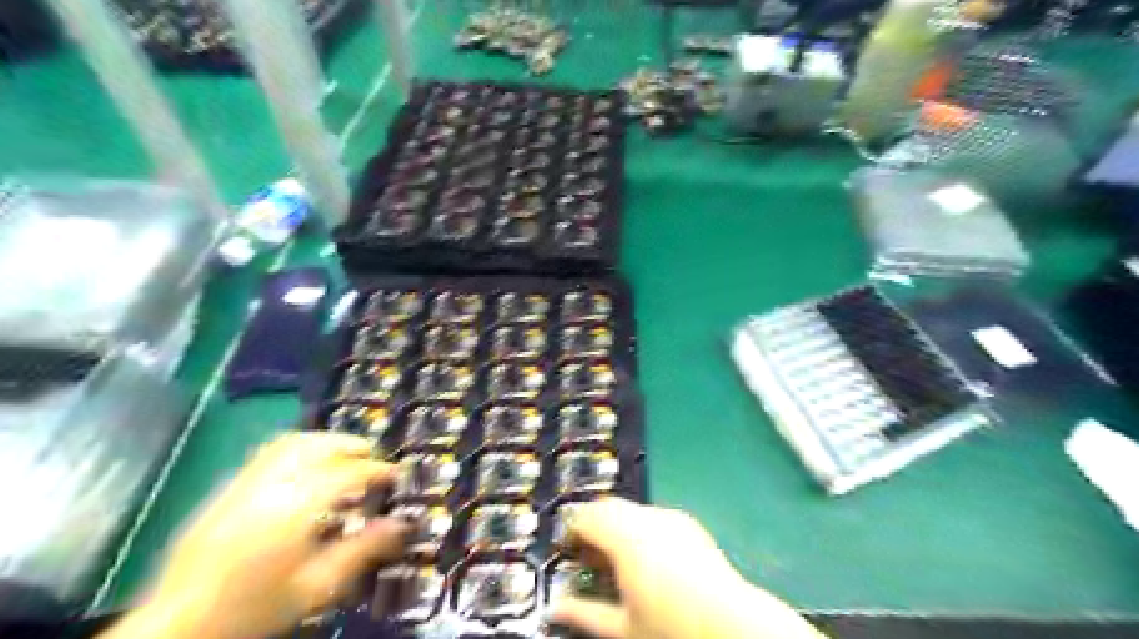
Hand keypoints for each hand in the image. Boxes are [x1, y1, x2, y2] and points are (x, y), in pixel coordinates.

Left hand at [101, 432, 405, 636]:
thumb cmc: (256, 608)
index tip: (395, 475)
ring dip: (324, 442)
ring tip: (344, 456)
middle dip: (351, 446)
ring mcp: (244, 484)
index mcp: (295, 508)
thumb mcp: (317, 586)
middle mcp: (270, 486)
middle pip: (318, 446)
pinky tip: (306, 468)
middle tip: (373, 459)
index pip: (347, 473)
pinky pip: (269, 454)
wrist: (178, 627)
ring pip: (291, 444)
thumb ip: (363, 550)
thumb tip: (402, 525)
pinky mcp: (227, 491)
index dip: (376, 470)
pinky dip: (298, 449)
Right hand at [548, 498, 824, 638]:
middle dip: (593, 525)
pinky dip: (639, 527)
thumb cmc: (672, 628)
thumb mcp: (623, 627)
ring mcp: (671, 517)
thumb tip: (555, 607)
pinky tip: (647, 557)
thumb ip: (584, 614)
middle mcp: (647, 519)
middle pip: (607, 506)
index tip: (568, 549)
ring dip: (616, 525)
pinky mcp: (688, 523)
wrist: (733, 625)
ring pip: (630, 509)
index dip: (571, 530)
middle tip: (589, 555)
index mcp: (626, 538)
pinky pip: (652, 515)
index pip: (586, 517)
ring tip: (617, 559)